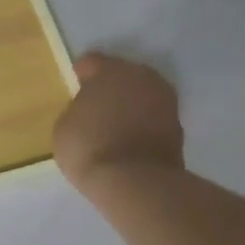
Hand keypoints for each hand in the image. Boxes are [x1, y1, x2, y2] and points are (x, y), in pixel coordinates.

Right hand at [52, 52, 184, 192]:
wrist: (137, 183)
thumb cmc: (90, 146)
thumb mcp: (65, 124)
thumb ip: (78, 108)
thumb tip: (89, 108)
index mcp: (111, 69)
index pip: (92, 62)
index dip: (81, 75)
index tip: (75, 89)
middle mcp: (143, 78)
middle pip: (123, 75)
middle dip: (110, 87)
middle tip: (96, 105)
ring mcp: (165, 103)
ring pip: (142, 96)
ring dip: (130, 105)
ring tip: (114, 125)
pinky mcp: (179, 129)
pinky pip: (153, 118)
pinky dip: (143, 125)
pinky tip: (130, 140)